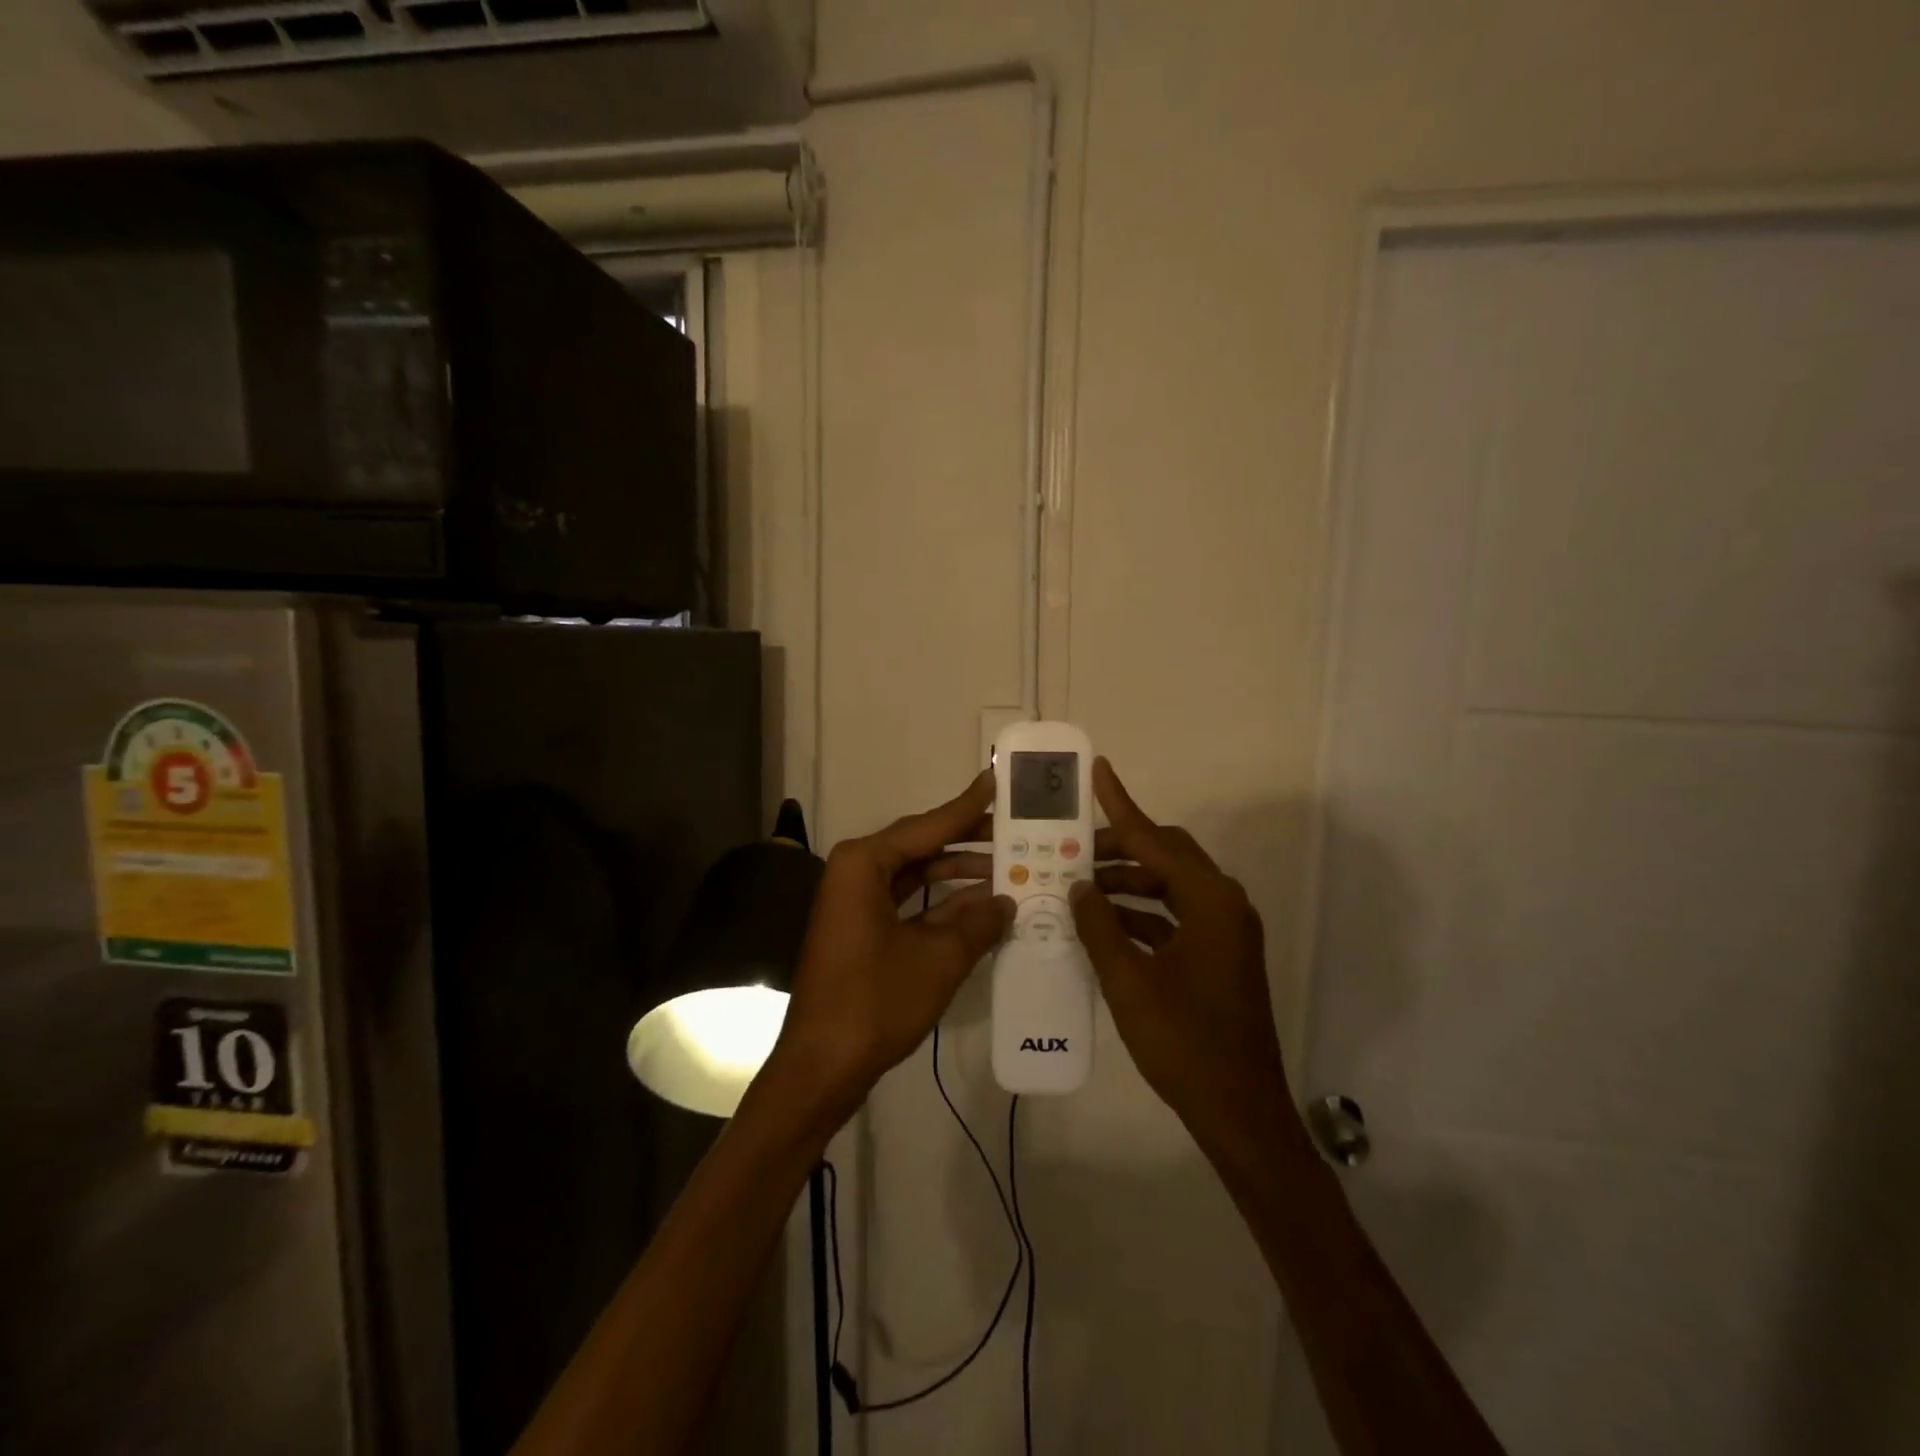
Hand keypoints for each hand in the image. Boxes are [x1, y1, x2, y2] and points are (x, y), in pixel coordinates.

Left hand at [770, 771, 1012, 1113]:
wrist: (821, 1067)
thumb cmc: (875, 1002)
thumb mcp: (938, 959)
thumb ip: (978, 923)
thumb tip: (1008, 902)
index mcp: (864, 863)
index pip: (928, 825)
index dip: (968, 807)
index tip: (997, 781)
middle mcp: (855, 872)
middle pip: (922, 845)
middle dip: (969, 841)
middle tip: (1016, 831)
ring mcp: (856, 902)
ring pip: (916, 875)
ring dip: (959, 874)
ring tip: (1009, 868)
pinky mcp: (861, 930)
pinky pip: (908, 902)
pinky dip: (943, 904)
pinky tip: (982, 906)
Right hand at [1069, 759, 1303, 1152]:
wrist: (1239, 1111)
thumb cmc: (1184, 1042)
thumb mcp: (1129, 981)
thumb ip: (1099, 925)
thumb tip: (1078, 884)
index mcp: (1210, 901)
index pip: (1155, 839)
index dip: (1122, 804)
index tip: (1098, 770)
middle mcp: (1223, 904)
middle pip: (1165, 857)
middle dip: (1119, 849)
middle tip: (1071, 848)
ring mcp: (1224, 931)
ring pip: (1168, 887)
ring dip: (1126, 884)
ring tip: (1077, 886)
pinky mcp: (1218, 955)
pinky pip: (1173, 917)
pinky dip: (1140, 915)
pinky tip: (1101, 924)